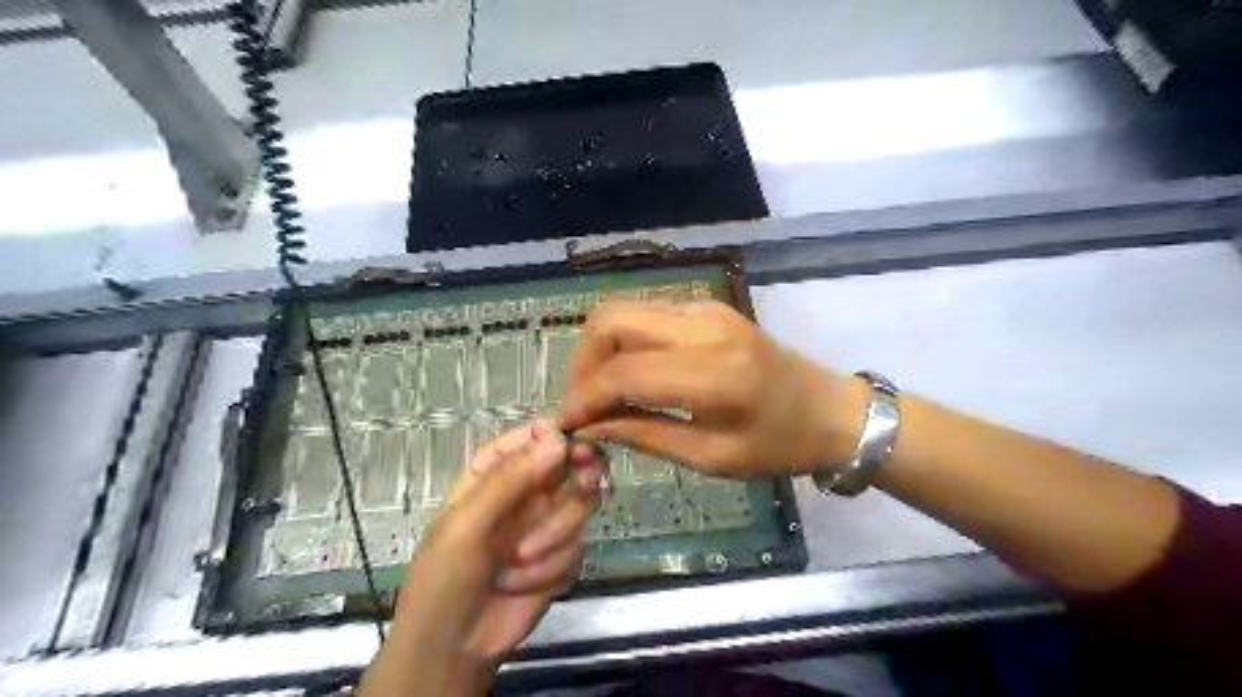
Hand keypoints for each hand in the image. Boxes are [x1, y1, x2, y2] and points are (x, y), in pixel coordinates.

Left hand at [358, 420, 604, 696]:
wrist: (454, 648)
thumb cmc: (445, 578)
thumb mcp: (466, 524)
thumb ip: (510, 479)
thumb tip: (558, 439)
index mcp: (492, 474)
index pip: (530, 438)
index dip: (554, 433)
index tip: (575, 440)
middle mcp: (525, 492)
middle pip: (568, 463)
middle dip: (579, 473)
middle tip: (587, 481)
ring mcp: (546, 522)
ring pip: (580, 504)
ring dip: (554, 534)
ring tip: (519, 561)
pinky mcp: (562, 555)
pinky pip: (579, 543)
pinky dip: (554, 564)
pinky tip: (525, 583)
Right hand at [561, 301, 866, 482]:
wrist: (829, 410)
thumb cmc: (779, 445)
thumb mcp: (711, 456)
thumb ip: (645, 435)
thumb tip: (590, 428)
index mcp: (713, 373)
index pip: (623, 371)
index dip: (584, 397)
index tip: (568, 425)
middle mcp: (703, 327)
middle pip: (610, 319)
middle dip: (582, 361)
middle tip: (583, 403)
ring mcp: (705, 310)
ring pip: (624, 310)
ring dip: (600, 348)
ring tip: (601, 392)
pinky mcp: (707, 307)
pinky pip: (647, 314)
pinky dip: (625, 341)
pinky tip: (630, 373)